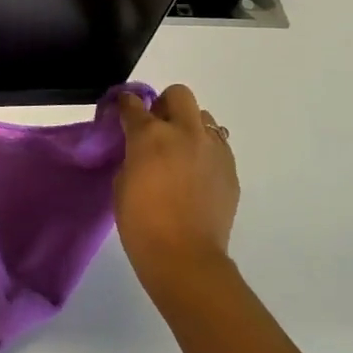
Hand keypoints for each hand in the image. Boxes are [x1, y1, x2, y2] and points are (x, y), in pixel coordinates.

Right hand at [115, 84, 240, 293]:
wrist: (185, 257)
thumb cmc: (141, 223)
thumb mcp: (122, 181)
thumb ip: (133, 154)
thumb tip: (141, 147)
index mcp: (151, 135)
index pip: (133, 103)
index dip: (126, 105)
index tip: (122, 113)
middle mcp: (185, 133)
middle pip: (178, 94)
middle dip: (164, 104)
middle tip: (156, 128)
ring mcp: (213, 149)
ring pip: (204, 117)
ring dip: (189, 126)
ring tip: (180, 152)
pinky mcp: (230, 169)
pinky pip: (217, 145)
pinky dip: (205, 150)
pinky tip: (196, 174)